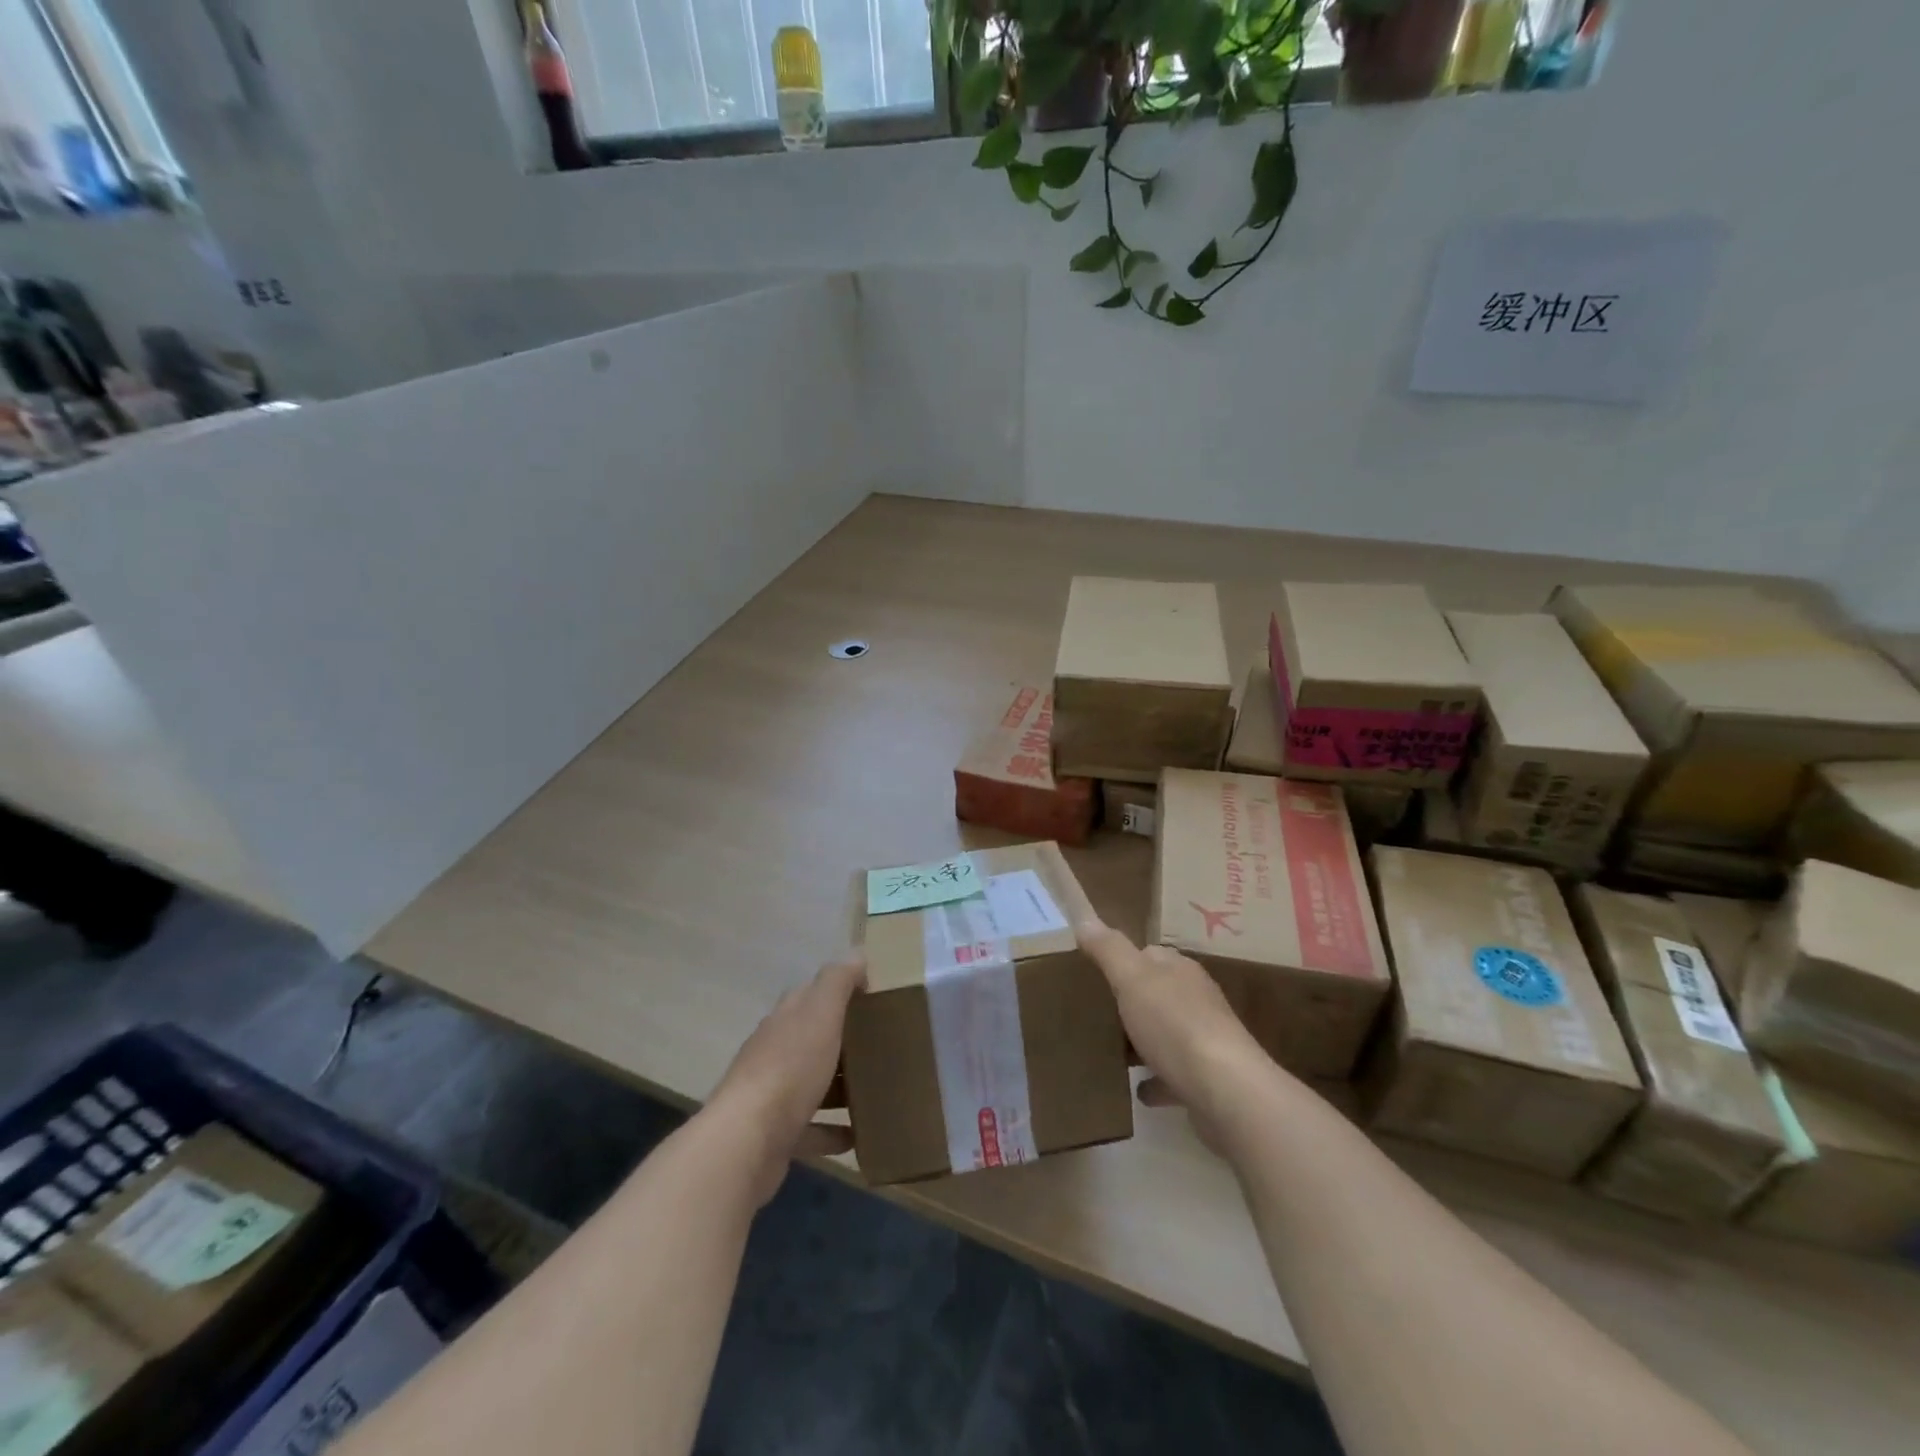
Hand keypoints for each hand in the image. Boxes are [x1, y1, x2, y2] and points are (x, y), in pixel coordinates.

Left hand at [708, 955, 864, 1205]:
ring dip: (841, 1086)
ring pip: (813, 1084)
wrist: (747, 1141)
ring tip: (878, 1089)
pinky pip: (811, 1129)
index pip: (812, 995)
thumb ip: (838, 981)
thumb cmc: (789, 1068)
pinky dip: (833, 1130)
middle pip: (813, 1039)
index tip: (875, 998)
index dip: (840, 992)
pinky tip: (858, 1136)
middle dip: (845, 1041)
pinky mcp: (776, 1135)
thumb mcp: (820, 1013)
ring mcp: (773, 1095)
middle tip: (885, 1046)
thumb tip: (858, 953)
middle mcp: (775, 1052)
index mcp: (786, 1019)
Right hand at [1076, 919, 1267, 1147]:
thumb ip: (1109, 950)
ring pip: (1167, 1034)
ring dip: (1144, 1041)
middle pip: (1159, 994)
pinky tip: (1139, 1091)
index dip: (1123, 960)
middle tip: (1096, 1013)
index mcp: (1180, 971)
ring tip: (1112, 1050)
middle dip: (1132, 1001)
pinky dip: (1156, 1080)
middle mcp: (1197, 1000)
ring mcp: (1205, 1041)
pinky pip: (1174, 1075)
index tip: (1094, 972)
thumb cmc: (1175, 1025)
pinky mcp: (1208, 1080)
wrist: (1226, 1092)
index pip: (1150, 954)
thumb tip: (1085, 918)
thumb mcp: (1133, 979)